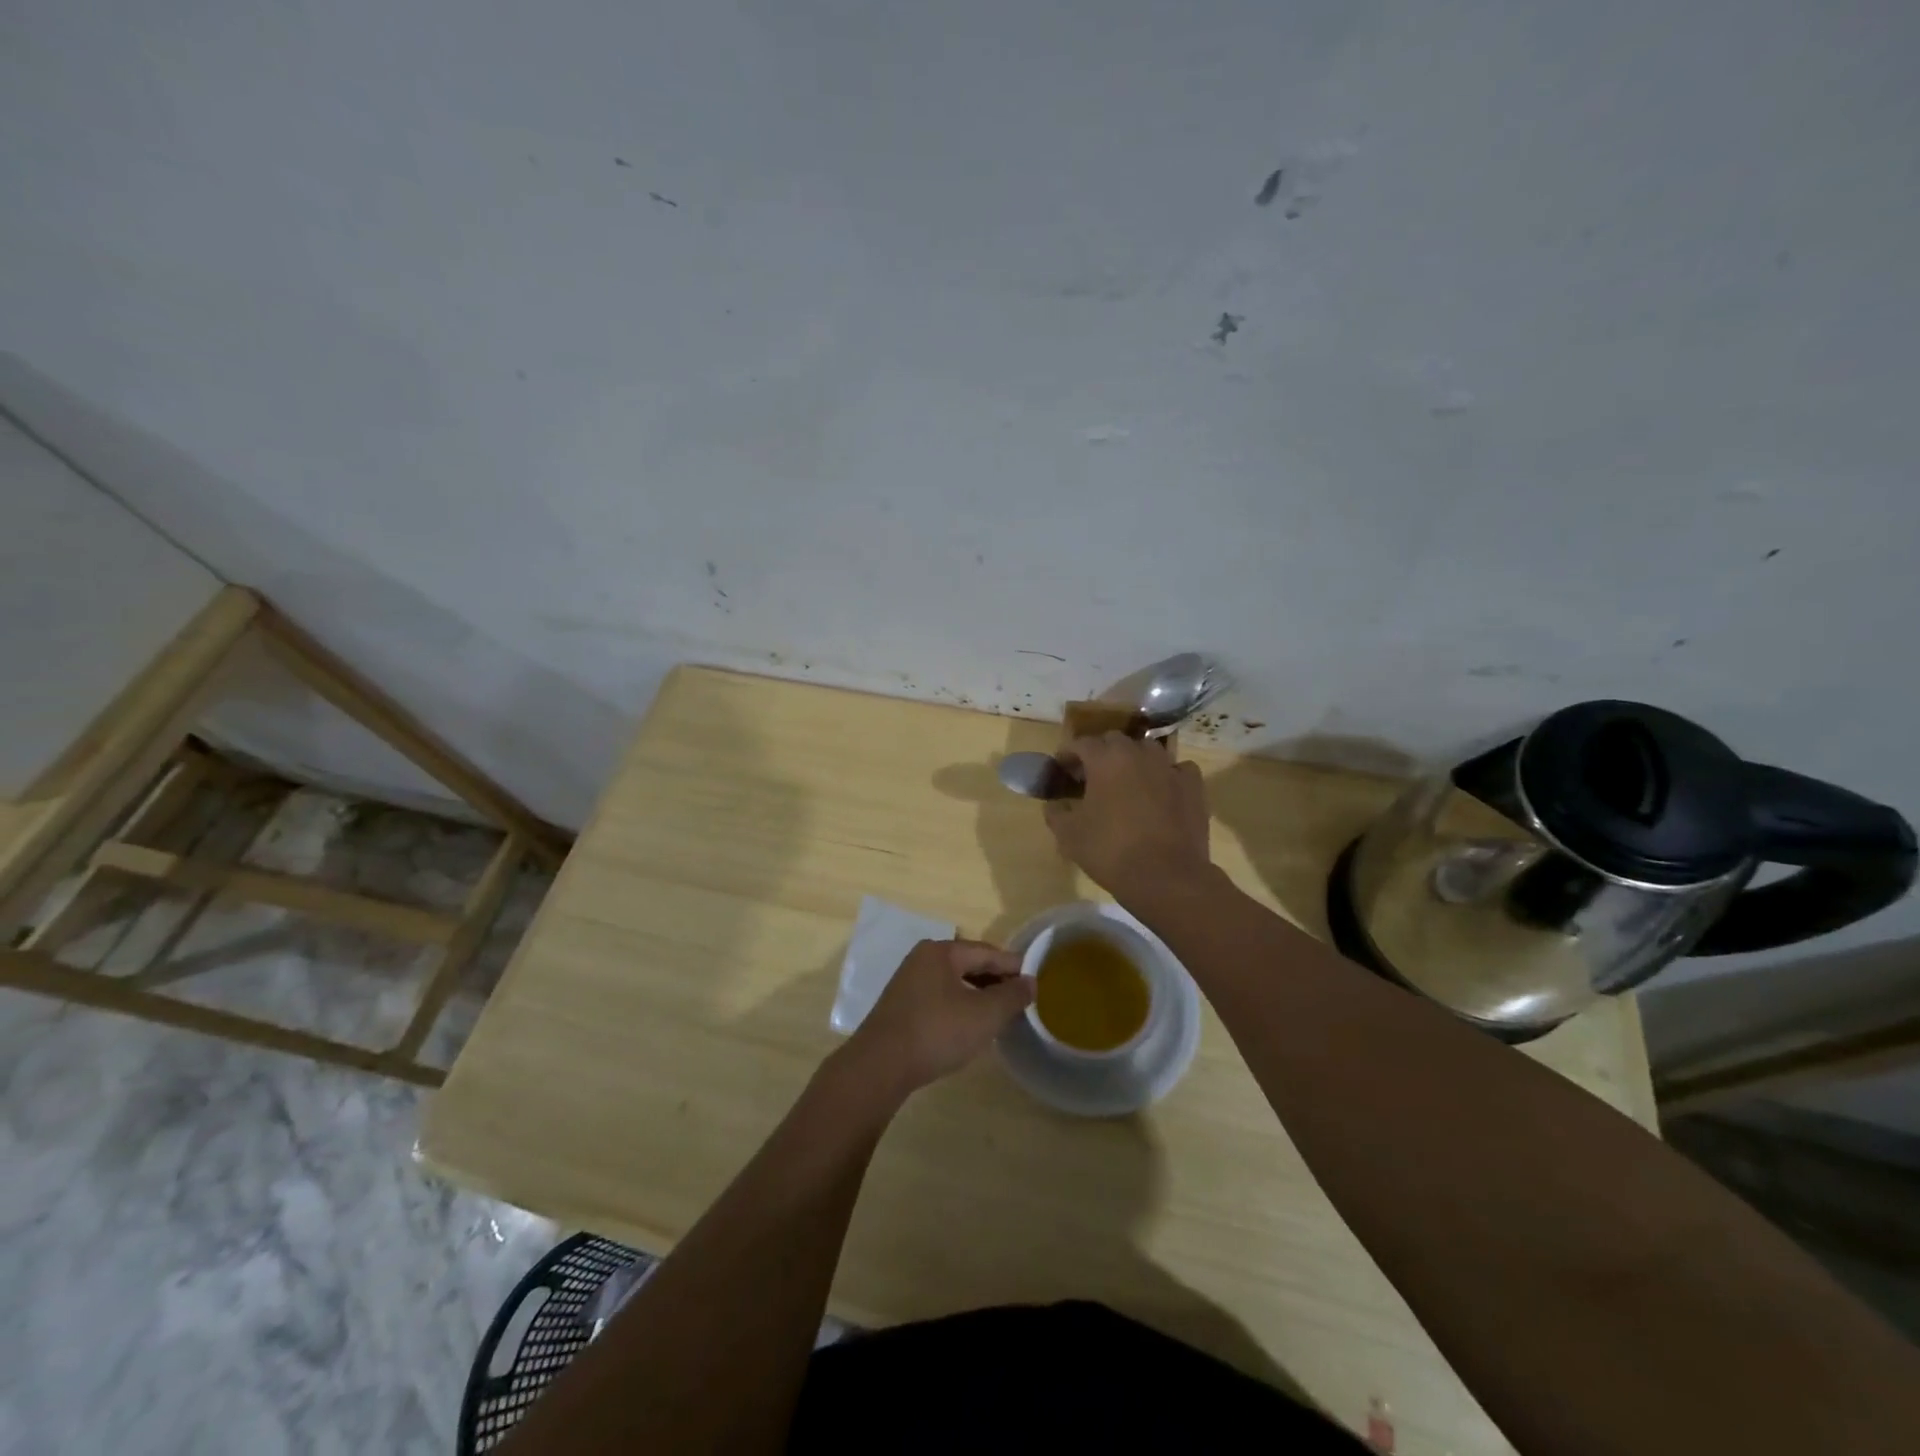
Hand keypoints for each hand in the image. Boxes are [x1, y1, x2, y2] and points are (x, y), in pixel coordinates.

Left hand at [840, 939, 1032, 1098]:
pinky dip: (960, 1005)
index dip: (1013, 966)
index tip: (1036, 981)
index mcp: (941, 951)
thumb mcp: (984, 1015)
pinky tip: (969, 1025)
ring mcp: (908, 982)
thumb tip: (1030, 981)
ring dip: (978, 994)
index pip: (987, 952)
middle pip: (969, 964)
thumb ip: (1011, 996)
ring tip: (1000, 1013)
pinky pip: (940, 997)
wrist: (880, 1066)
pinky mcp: (901, 1006)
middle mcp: (922, 958)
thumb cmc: (937, 1032)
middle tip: (1021, 999)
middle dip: (996, 980)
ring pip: (954, 982)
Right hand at [1045, 733, 1212, 901]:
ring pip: (1147, 750)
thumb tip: (1054, 804)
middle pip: (1114, 740)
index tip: (1062, 769)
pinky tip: (1162, 790)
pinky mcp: (1193, 785)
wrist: (1166, 876)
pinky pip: (1177, 769)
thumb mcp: (1068, 835)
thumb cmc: (1110, 850)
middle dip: (1101, 753)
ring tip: (1127, 781)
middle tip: (1092, 776)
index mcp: (1105, 759)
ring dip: (1133, 760)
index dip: (1068, 755)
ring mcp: (1169, 767)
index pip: (1081, 743)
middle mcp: (1138, 753)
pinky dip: (1166, 775)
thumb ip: (1056, 812)